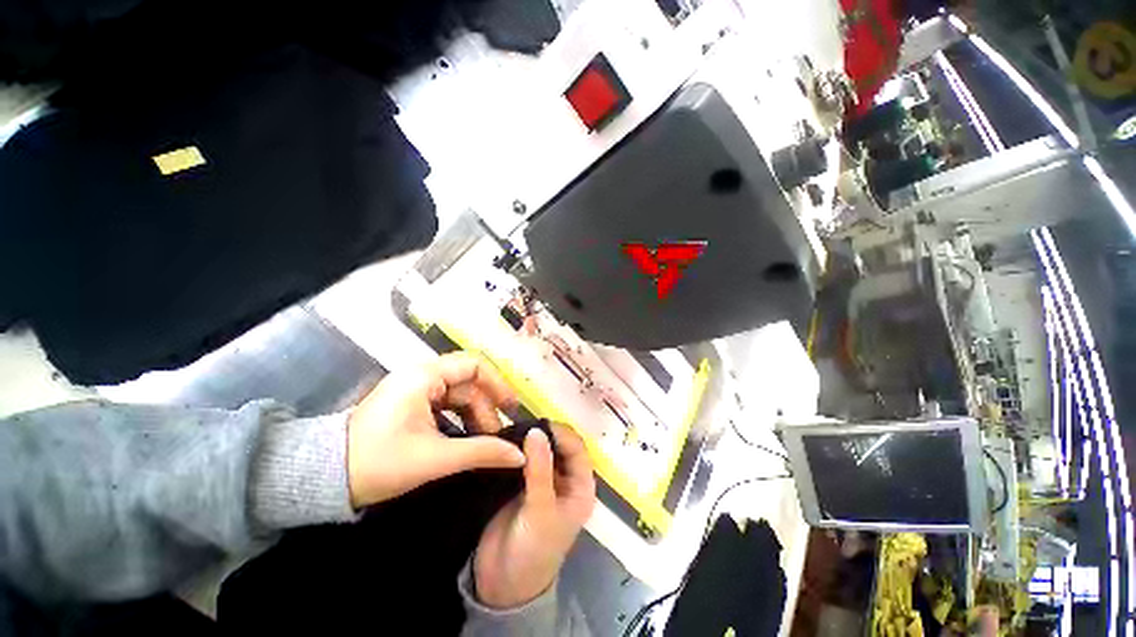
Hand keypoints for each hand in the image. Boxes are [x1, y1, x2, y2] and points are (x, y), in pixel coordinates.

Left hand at [346, 352, 527, 507]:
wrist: (324, 478)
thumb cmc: (379, 462)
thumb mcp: (435, 458)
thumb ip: (482, 453)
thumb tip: (520, 455)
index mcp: (425, 376)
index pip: (475, 366)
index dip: (498, 385)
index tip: (511, 409)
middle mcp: (422, 375)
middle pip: (469, 382)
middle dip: (486, 408)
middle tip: (497, 438)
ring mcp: (415, 389)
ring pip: (459, 395)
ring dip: (474, 415)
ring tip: (483, 442)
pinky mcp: (410, 404)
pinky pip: (445, 404)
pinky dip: (460, 419)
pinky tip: (466, 439)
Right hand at [473, 423, 595, 608]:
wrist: (502, 584)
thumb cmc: (533, 551)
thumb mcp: (540, 511)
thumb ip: (540, 470)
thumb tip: (537, 431)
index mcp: (580, 486)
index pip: (577, 449)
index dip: (561, 434)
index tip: (540, 423)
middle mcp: (565, 479)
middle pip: (560, 446)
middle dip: (545, 433)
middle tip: (523, 423)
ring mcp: (544, 480)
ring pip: (542, 449)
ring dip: (531, 439)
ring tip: (513, 427)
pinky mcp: (523, 483)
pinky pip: (524, 458)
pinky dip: (518, 448)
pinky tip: (506, 439)